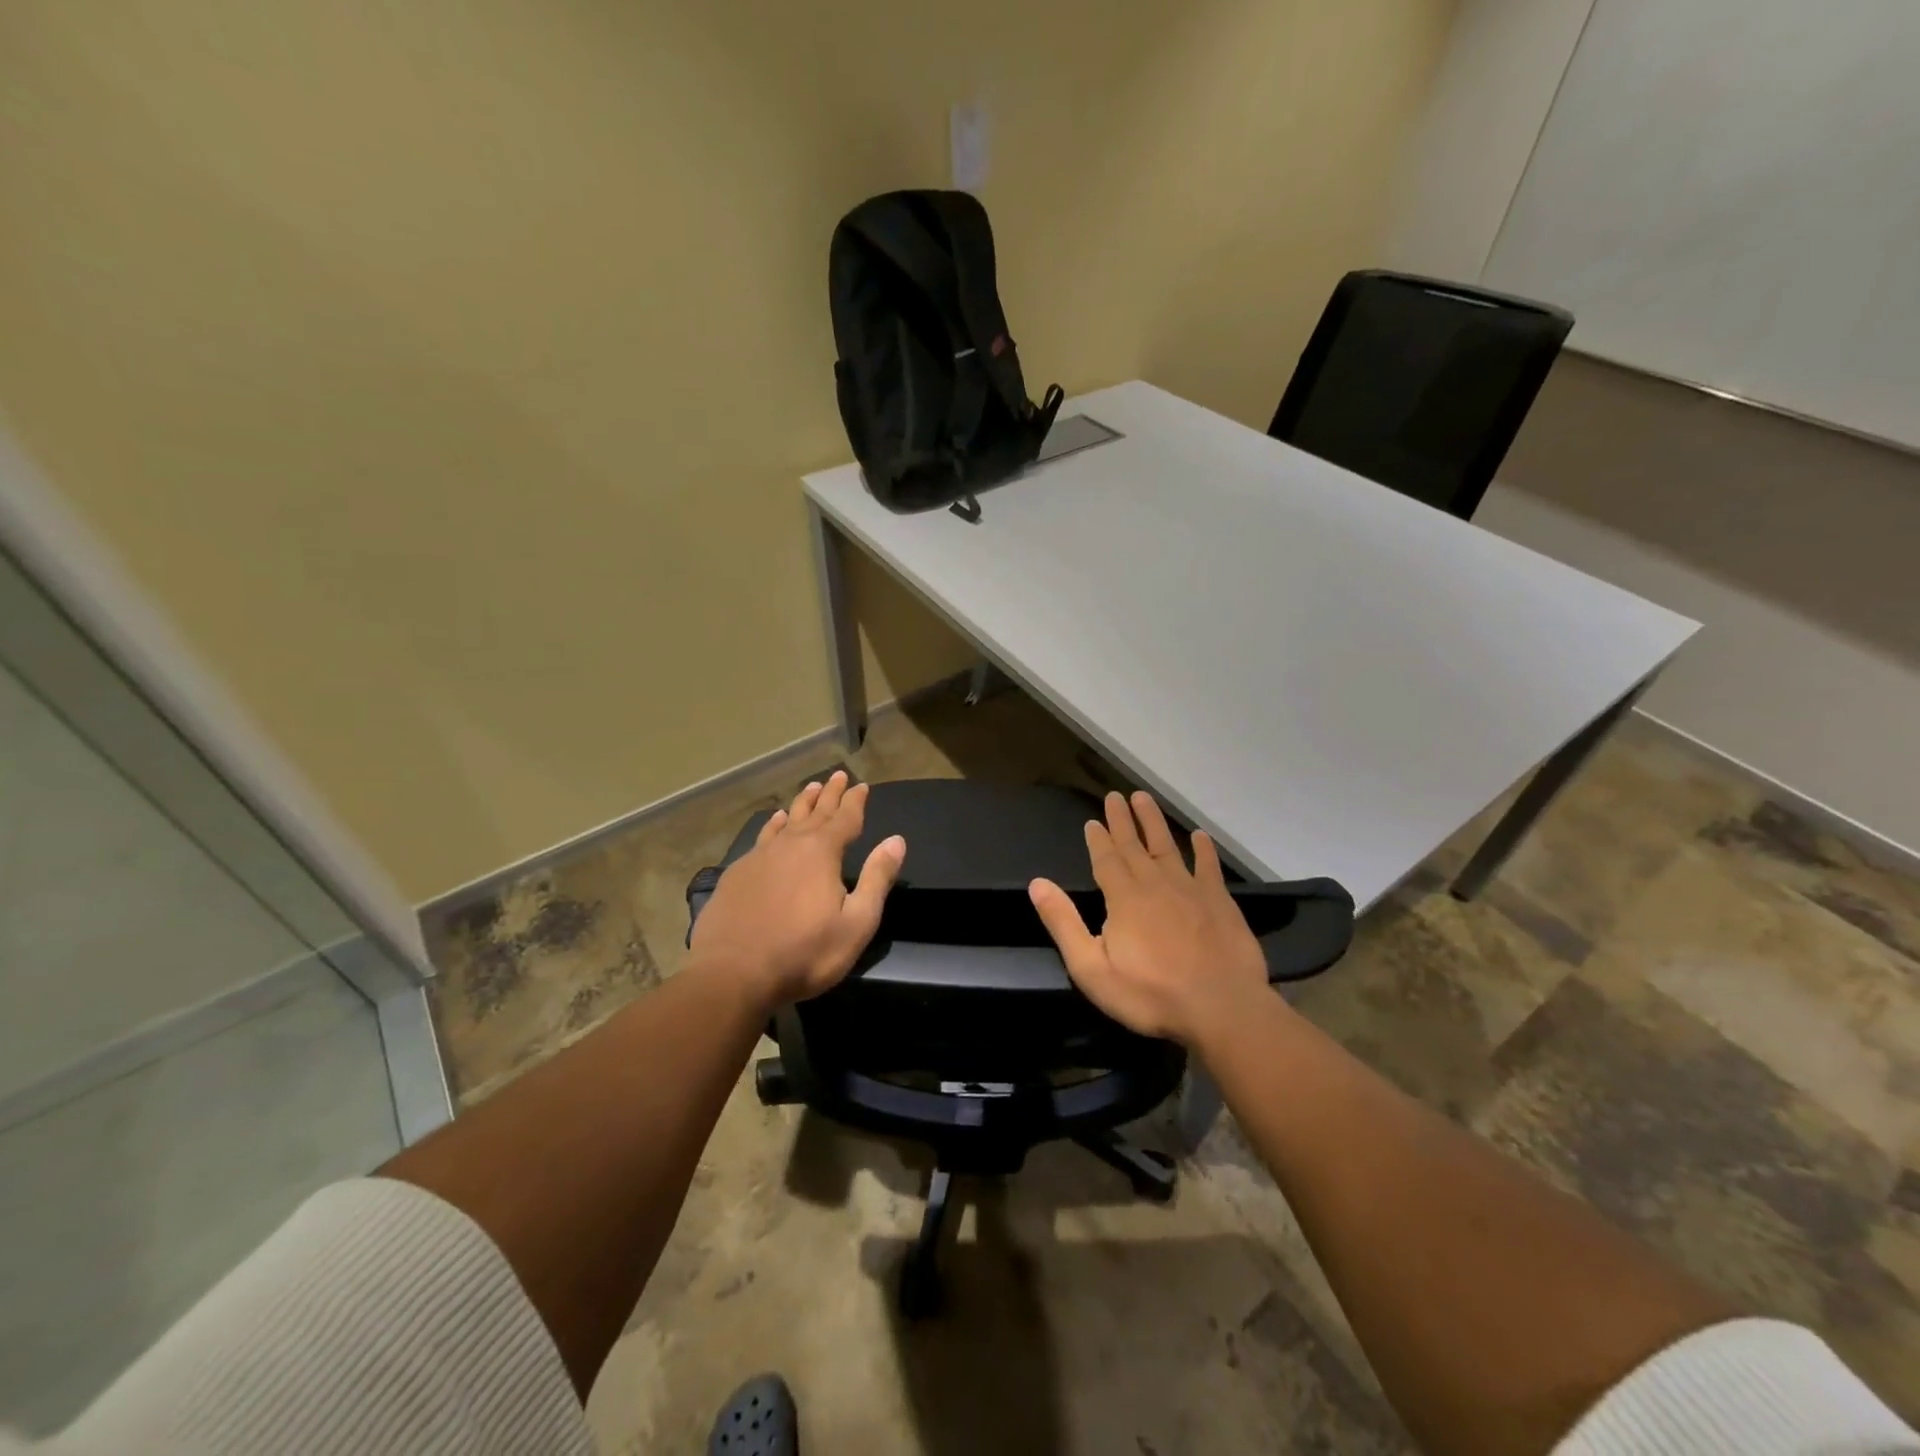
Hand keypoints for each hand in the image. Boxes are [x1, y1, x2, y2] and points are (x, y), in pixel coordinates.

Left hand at [689, 770, 905, 1007]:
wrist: (732, 974)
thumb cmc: (804, 953)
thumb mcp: (856, 923)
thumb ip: (877, 879)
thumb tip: (896, 840)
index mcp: (822, 853)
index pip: (845, 818)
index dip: (855, 801)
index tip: (862, 785)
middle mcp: (791, 845)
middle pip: (816, 812)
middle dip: (830, 794)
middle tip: (838, 775)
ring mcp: (760, 857)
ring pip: (787, 820)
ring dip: (802, 804)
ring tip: (811, 788)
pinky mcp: (737, 873)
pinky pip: (763, 837)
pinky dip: (774, 825)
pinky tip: (776, 821)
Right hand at [1029, 790, 1270, 1046]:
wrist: (1221, 1008)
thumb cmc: (1150, 994)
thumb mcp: (1092, 968)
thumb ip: (1064, 923)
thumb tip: (1037, 883)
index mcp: (1123, 898)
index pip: (1106, 859)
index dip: (1098, 839)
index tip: (1092, 820)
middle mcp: (1155, 884)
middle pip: (1134, 846)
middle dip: (1122, 821)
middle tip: (1115, 796)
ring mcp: (1190, 890)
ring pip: (1168, 846)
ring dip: (1154, 822)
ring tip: (1144, 798)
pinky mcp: (1219, 902)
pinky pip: (1208, 867)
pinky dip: (1203, 850)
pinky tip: (1199, 836)